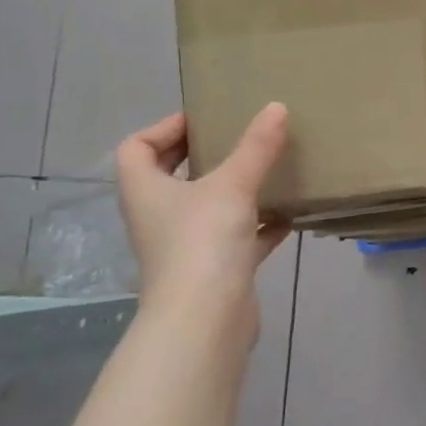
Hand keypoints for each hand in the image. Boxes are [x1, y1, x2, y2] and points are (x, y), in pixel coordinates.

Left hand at [114, 104, 290, 350]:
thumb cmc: (203, 241)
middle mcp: (159, 216)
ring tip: (268, 171)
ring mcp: (186, 245)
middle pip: (171, 176)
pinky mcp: (215, 269)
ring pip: (207, 208)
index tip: (204, 119)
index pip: (137, 148)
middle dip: (203, 156)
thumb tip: (277, 107)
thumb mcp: (233, 185)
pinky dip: (260, 225)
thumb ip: (256, 147)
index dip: (164, 128)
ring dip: (234, 190)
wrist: (206, 318)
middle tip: (240, 138)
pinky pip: (238, 237)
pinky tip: (288, 216)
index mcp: (147, 191)